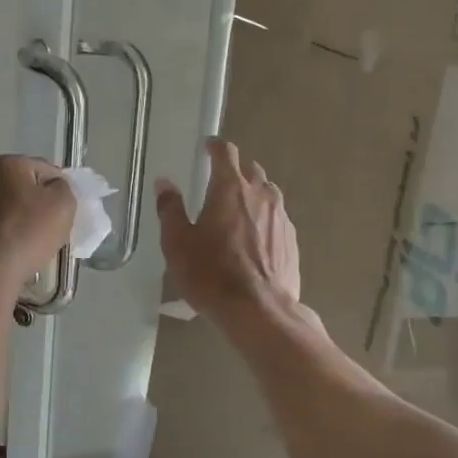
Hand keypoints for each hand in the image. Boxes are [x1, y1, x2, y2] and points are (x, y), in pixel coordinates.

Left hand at [0, 155, 75, 290]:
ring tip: (37, 242)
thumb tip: (54, 189)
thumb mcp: (64, 203)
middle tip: (55, 227)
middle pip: (26, 188)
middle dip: (41, 204)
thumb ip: (65, 187)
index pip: (47, 170)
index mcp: (7, 164)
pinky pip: (1, 226)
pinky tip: (19, 250)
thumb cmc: (30, 231)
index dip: (61, 190)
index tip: (66, 212)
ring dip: (26, 220)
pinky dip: (11, 234)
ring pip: (12, 208)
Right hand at [157, 139, 301, 327]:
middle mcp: (260, 195)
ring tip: (239, 206)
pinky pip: (277, 218)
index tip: (208, 146)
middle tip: (220, 178)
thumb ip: (170, 209)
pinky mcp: (292, 240)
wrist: (259, 311)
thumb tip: (165, 183)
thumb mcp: (177, 242)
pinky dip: (264, 217)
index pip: (225, 153)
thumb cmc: (211, 274)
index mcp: (230, 189)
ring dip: (253, 192)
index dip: (215, 146)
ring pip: (268, 192)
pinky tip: (255, 236)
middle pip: (251, 170)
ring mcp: (281, 217)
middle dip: (236, 168)